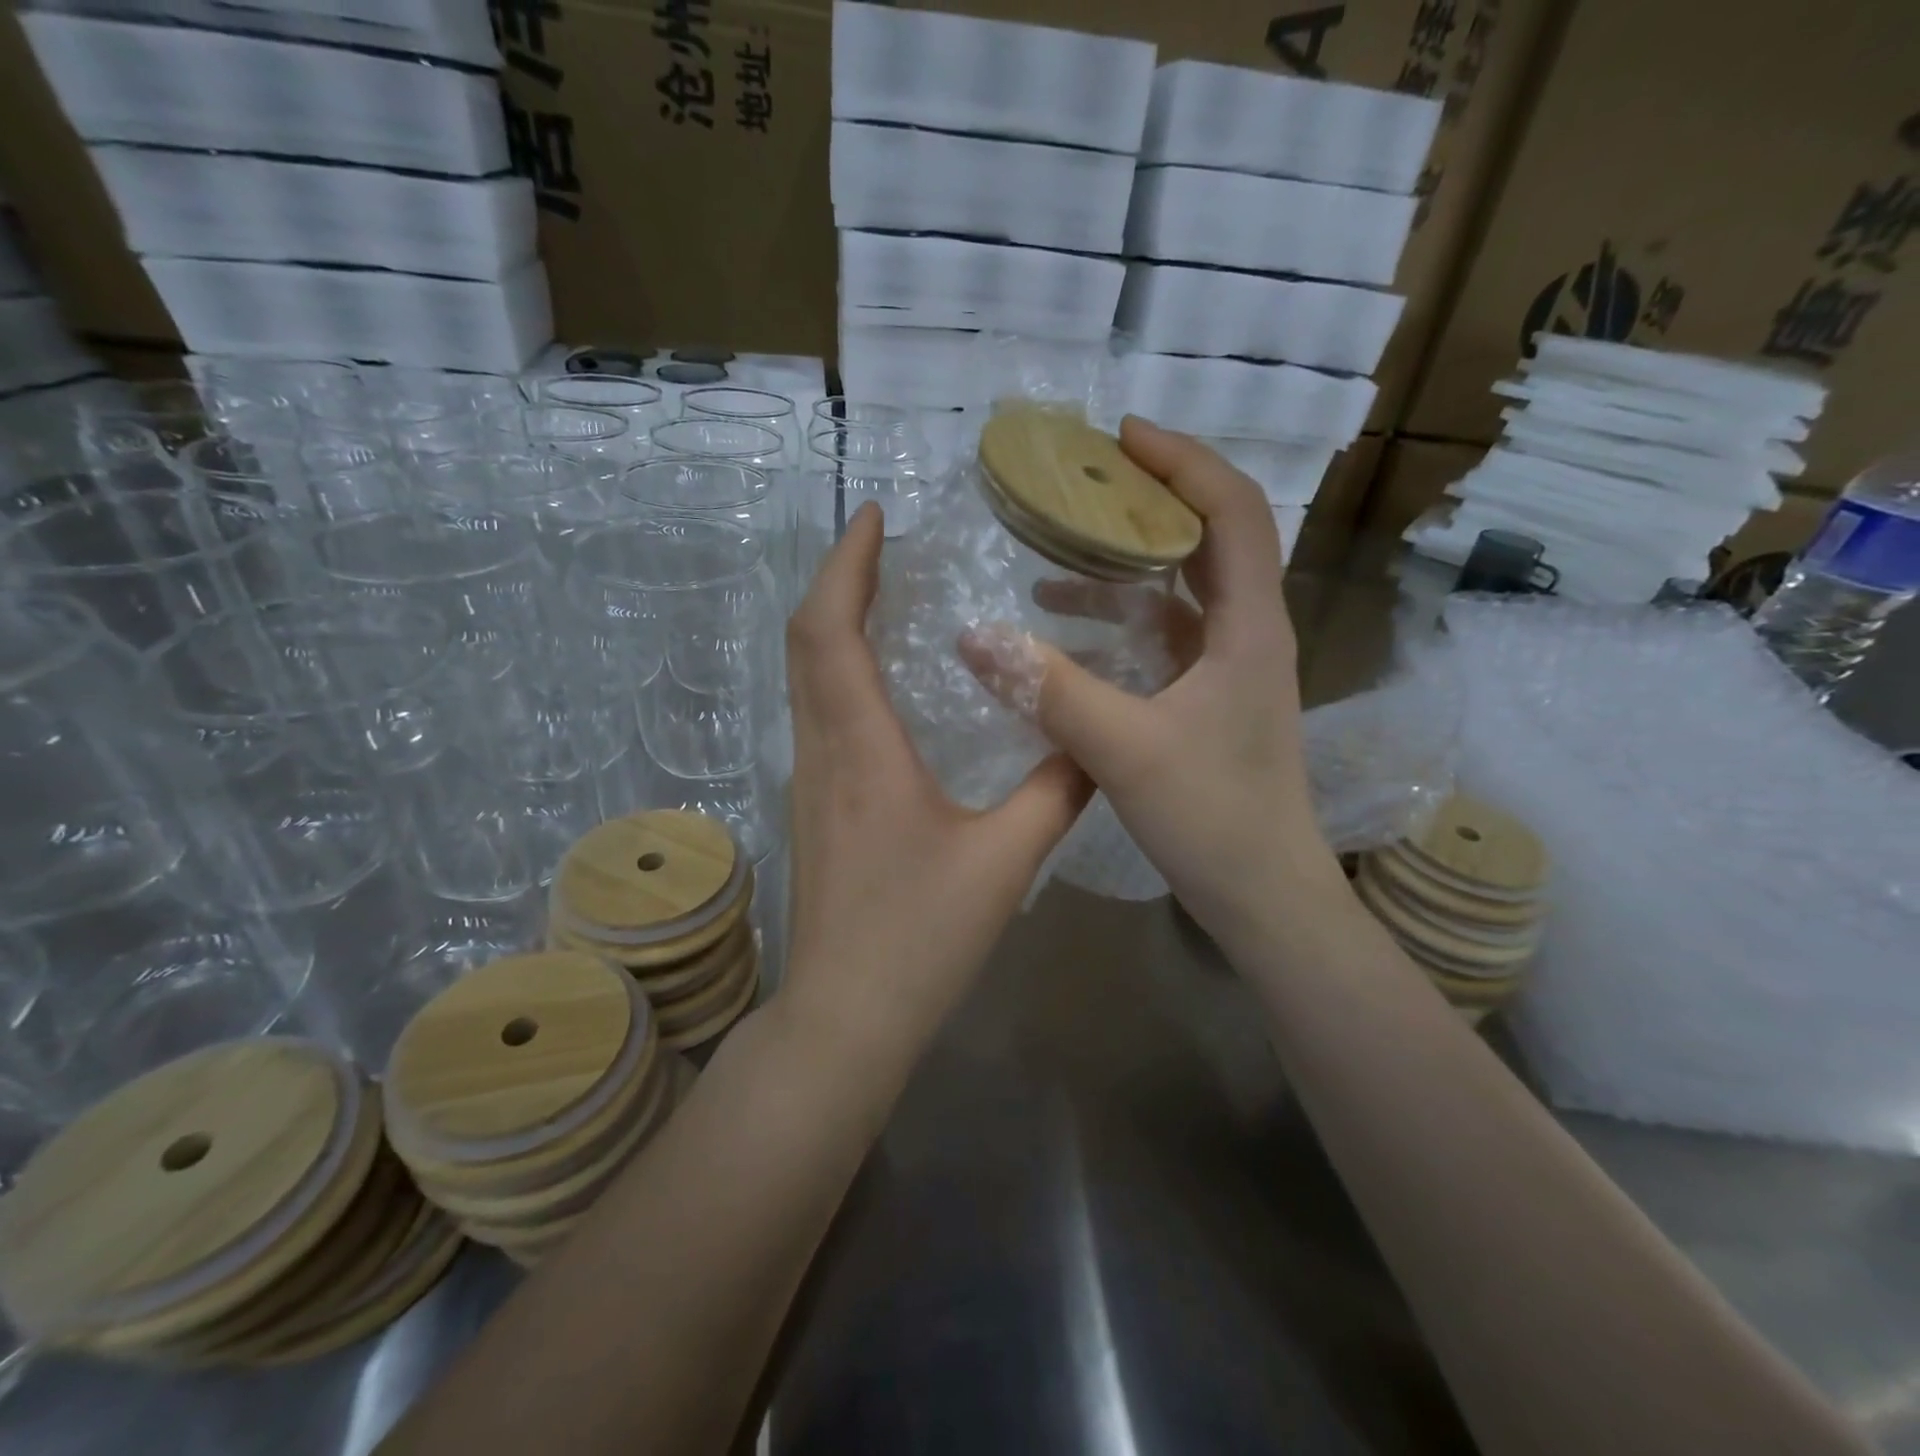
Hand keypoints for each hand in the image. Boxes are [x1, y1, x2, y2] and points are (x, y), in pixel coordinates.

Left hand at [778, 503, 1092, 1062]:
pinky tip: (882, 680)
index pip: (830, 630)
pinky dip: (839, 669)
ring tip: (887, 592)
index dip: (845, 563)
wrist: (844, 1018)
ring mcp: (808, 780)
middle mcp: (821, 751)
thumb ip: (1056, 793)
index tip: (875, 516)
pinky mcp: (813, 806)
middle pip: (806, 640)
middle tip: (886, 542)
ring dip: (836, 622)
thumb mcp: (1003, 862)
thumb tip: (1095, 741)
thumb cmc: (918, 939)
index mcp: (860, 750)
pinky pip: (817, 711)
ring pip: (805, 676)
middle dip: (839, 579)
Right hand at [960, 417, 1339, 937]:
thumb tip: (972, 636)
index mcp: (1249, 626)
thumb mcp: (1122, 748)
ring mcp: (1230, 668)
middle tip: (1082, 480)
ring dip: (1125, 565)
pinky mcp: (1209, 699)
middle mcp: (1248, 633)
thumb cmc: (1212, 817)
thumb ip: (1048, 689)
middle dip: (1149, 500)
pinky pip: (1164, 637)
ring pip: (1181, 590)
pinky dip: (1119, 621)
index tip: (1120, 437)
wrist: (1263, 894)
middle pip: (1209, 538)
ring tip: (1057, 551)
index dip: (1182, 461)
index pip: (1232, 510)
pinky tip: (1065, 632)